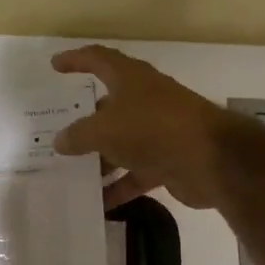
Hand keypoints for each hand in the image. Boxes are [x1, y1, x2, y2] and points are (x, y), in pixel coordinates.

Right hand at [51, 45, 234, 209]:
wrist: (210, 160)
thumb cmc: (152, 129)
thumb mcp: (104, 129)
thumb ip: (78, 135)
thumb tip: (60, 141)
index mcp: (130, 79)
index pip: (98, 60)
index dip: (75, 60)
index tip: (54, 65)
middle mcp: (145, 100)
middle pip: (108, 107)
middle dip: (84, 121)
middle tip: (57, 133)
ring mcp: (157, 132)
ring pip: (120, 143)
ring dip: (98, 159)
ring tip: (70, 173)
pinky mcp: (167, 160)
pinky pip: (134, 174)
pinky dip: (118, 187)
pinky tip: (98, 205)